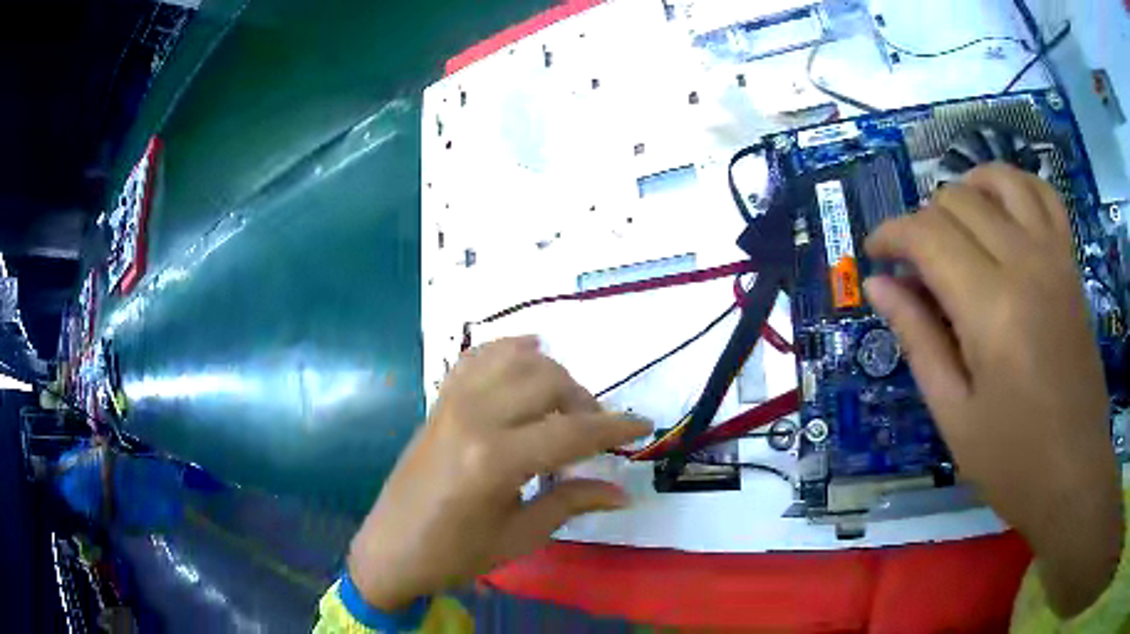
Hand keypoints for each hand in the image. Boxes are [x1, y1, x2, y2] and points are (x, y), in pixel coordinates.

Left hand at [347, 337, 651, 610]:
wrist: (391, 548)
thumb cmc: (455, 554)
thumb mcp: (520, 536)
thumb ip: (571, 502)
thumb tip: (623, 492)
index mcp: (495, 460)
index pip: (573, 432)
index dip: (615, 428)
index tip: (644, 425)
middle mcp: (475, 418)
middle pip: (548, 382)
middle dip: (585, 402)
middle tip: (595, 433)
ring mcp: (452, 403)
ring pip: (516, 358)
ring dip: (552, 374)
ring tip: (563, 405)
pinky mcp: (439, 401)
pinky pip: (477, 358)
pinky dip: (508, 350)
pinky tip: (528, 357)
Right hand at [864, 163, 1123, 616]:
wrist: (1074, 476)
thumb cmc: (1013, 461)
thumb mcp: (954, 414)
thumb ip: (918, 339)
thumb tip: (878, 285)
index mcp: (991, 308)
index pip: (927, 235)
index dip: (891, 235)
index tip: (875, 256)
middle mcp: (1024, 264)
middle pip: (958, 201)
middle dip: (923, 221)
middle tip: (914, 266)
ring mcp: (1054, 257)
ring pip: (1000, 181)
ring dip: (966, 190)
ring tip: (953, 224)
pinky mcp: (1071, 264)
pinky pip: (1043, 195)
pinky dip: (1016, 186)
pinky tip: (1002, 208)